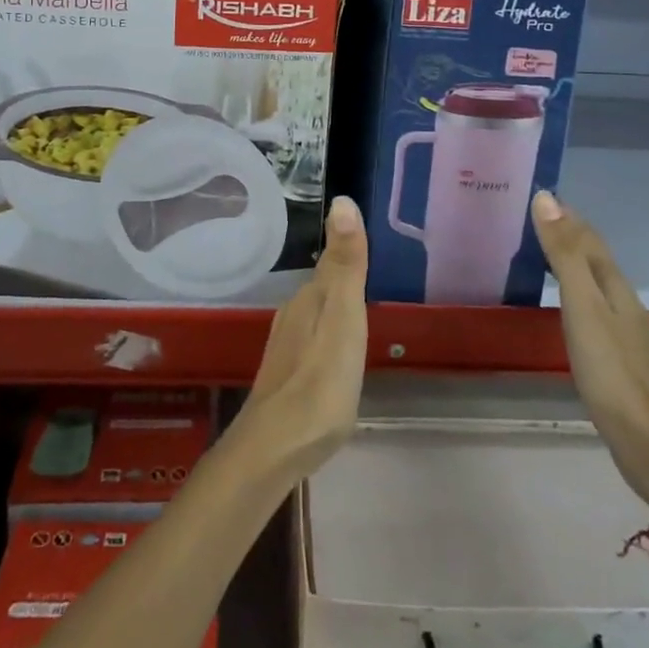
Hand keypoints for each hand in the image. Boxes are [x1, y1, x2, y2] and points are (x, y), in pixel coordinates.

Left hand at [232, 196, 369, 484]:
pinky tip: (337, 354)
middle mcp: (293, 314)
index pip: (333, 261)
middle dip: (344, 277)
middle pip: (323, 287)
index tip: (368, 238)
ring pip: (316, 313)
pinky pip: (313, 340)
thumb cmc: (320, 381)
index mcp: (310, 298)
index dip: (349, 249)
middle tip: (373, 271)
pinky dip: (328, 336)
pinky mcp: (286, 376)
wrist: (275, 447)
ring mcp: (286, 346)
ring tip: (360, 310)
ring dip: (335, 307)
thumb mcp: (343, 318)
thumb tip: (341, 200)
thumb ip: (345, 264)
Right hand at [533, 191, 648, 506]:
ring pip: (593, 281)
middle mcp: (621, 300)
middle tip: (534, 218)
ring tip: (542, 252)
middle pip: (594, 257)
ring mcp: (622, 329)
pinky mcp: (615, 355)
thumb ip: (563, 253)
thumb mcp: (581, 304)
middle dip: (568, 234)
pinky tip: (565, 304)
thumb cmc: (608, 367)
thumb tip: (547, 198)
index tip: (540, 196)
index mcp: (614, 285)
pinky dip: (573, 290)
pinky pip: (590, 306)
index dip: (566, 216)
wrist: (645, 437)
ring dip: (570, 261)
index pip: (588, 238)